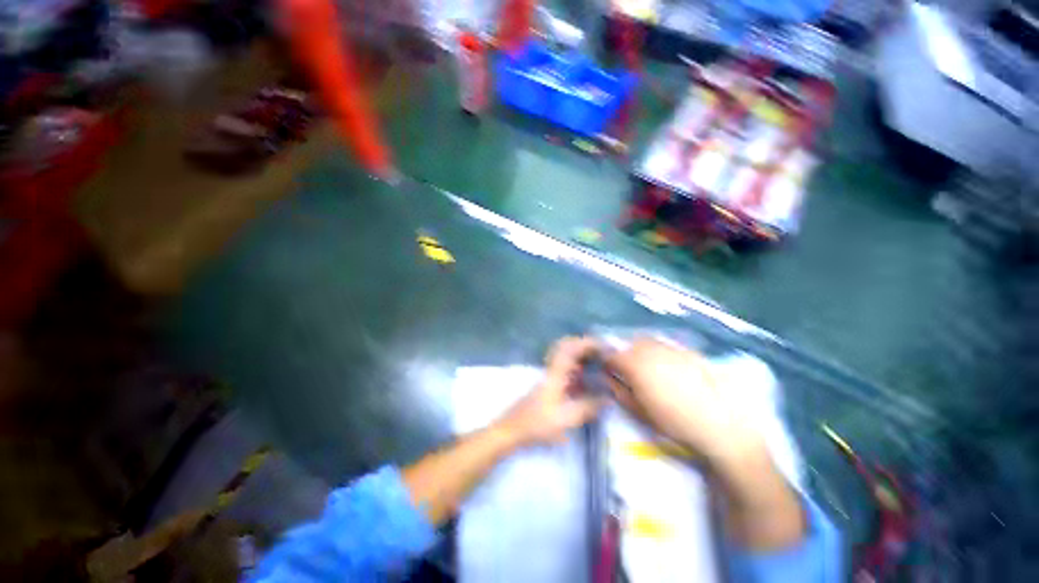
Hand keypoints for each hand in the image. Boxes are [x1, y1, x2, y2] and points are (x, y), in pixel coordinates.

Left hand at [498, 337, 603, 446]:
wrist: (512, 430)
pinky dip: (577, 367)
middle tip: (603, 352)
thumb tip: (609, 399)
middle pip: (567, 347)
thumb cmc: (537, 423)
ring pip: (566, 357)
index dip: (587, 343)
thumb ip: (588, 407)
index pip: (571, 348)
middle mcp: (552, 369)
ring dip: (581, 355)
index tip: (604, 346)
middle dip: (585, 346)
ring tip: (599, 362)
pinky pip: (565, 368)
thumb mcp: (566, 418)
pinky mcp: (548, 385)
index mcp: (556, 373)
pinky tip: (586, 379)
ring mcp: (549, 376)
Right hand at [603, 338, 767, 467]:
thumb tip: (607, 378)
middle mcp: (649, 350)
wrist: (720, 425)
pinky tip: (667, 367)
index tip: (608, 371)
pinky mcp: (687, 350)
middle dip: (624, 355)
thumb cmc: (674, 422)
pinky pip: (665, 345)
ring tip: (647, 368)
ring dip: (640, 351)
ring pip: (646, 341)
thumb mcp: (638, 411)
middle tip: (627, 371)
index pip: (611, 356)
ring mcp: (670, 348)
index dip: (607, 363)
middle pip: (628, 345)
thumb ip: (618, 390)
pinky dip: (659, 352)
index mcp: (634, 365)